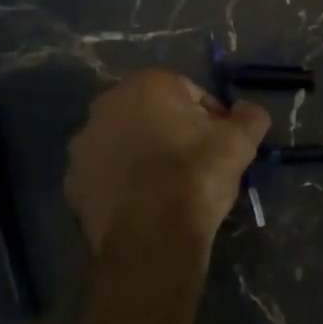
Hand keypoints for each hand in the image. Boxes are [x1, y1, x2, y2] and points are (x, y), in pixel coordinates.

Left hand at [64, 71, 268, 323]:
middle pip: (151, 114)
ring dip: (144, 155)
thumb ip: (250, 116)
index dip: (210, 117)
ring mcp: (84, 145)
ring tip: (169, 186)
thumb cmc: (196, 176)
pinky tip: (144, 204)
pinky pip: (106, 174)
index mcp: (146, 85)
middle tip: (197, 162)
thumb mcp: (240, 142)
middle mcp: (106, 105)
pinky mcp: (72, 182)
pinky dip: (122, 182)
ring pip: (125, 142)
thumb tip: (247, 110)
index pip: (188, 92)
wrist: (152, 238)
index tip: (221, 143)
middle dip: (172, 132)